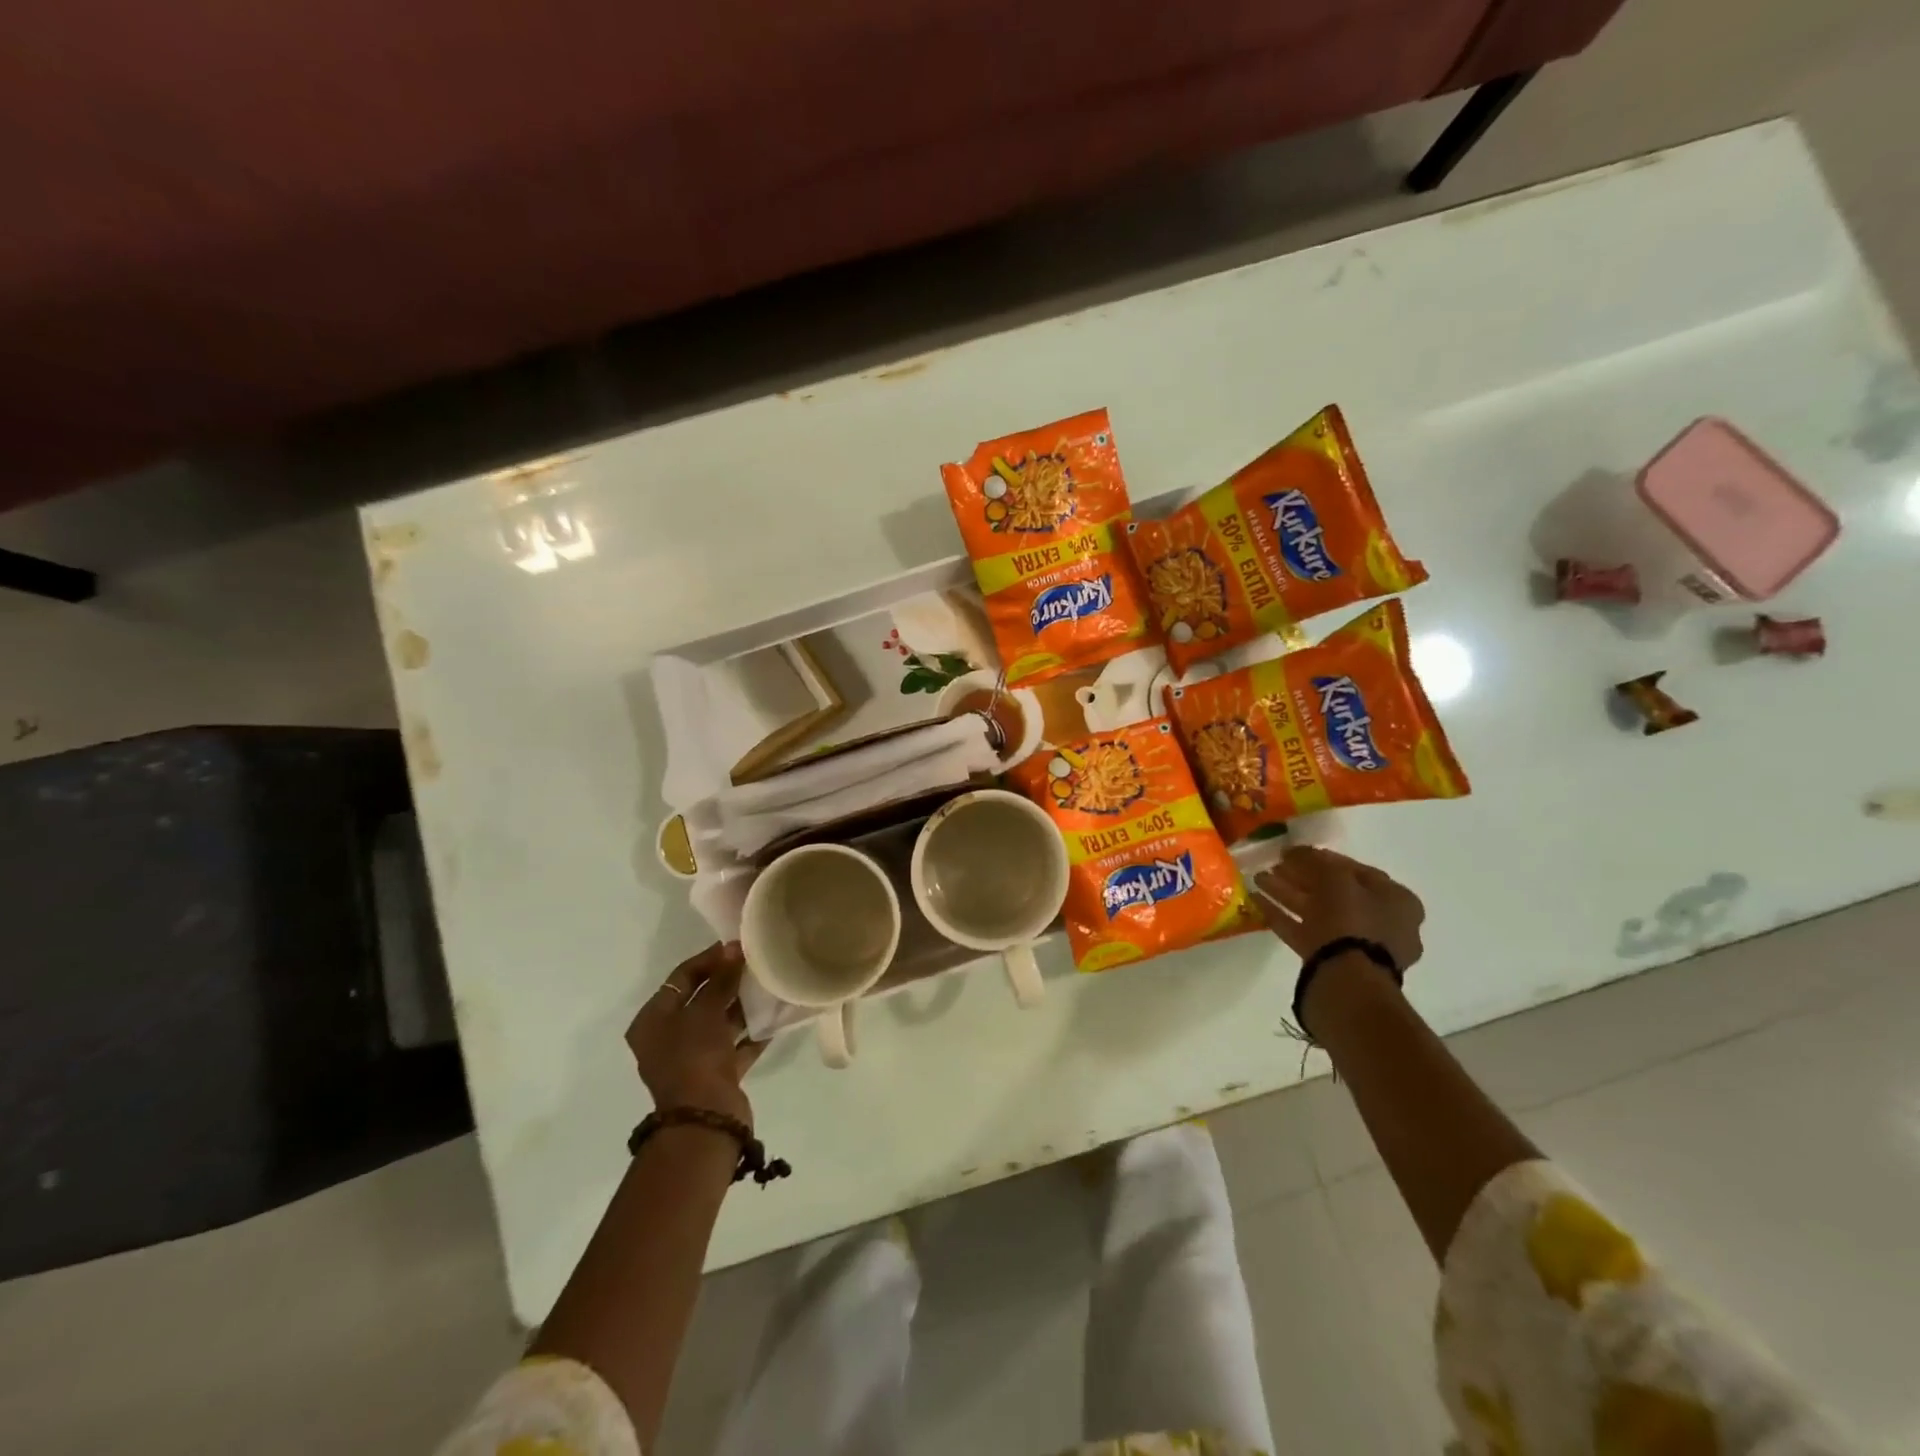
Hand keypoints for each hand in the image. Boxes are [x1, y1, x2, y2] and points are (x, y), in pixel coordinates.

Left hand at [627, 943, 767, 1128]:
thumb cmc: (694, 1058)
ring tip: (768, 984)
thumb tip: (733, 948)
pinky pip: (735, 1045)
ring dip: (741, 1005)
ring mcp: (692, 1058)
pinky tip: (775, 1016)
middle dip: (727, 981)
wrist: (705, 1120)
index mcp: (653, 1021)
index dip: (709, 959)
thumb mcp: (705, 1012)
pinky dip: (752, 1032)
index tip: (737, 946)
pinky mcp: (716, 1075)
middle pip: (701, 999)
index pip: (681, 978)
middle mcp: (668, 1038)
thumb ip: (721, 979)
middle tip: (755, 962)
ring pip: (719, 1022)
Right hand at [1253, 847, 1424, 973]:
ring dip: (1288, 894)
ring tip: (1258, 879)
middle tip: (1274, 866)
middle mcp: (1382, 923)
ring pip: (1317, 912)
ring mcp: (1356, 946)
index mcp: (1397, 901)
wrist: (1348, 979)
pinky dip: (1282, 916)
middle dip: (1301, 877)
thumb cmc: (1352, 920)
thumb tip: (1295, 851)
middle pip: (1334, 892)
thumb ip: (1315, 861)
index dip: (1324, 859)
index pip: (1357, 871)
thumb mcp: (1335, 879)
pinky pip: (1305, 932)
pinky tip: (1256, 902)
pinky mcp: (1332, 962)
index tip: (1296, 853)